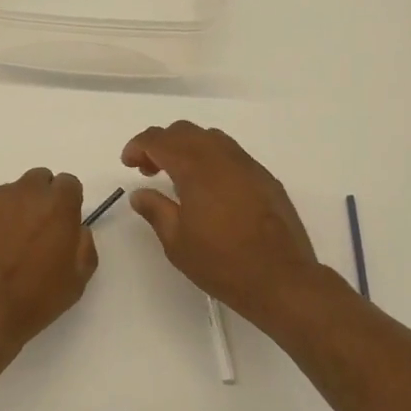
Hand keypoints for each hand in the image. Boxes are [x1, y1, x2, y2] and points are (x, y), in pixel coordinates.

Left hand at [0, 168, 97, 360]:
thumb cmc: (33, 300)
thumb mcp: (77, 280)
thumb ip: (84, 245)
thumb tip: (76, 229)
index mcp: (57, 204)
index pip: (68, 184)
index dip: (66, 204)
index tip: (60, 225)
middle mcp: (25, 191)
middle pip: (38, 180)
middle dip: (40, 199)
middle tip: (34, 233)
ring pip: (9, 194)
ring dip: (12, 211)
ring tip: (3, 247)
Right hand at [121, 121, 343, 331]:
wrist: (282, 279)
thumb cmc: (223, 263)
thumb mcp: (177, 242)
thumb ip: (156, 210)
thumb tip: (140, 193)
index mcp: (196, 168)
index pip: (159, 140)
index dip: (138, 146)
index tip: (128, 163)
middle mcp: (222, 157)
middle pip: (184, 131)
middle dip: (161, 144)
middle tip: (148, 170)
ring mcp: (248, 165)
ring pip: (210, 138)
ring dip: (187, 148)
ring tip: (178, 177)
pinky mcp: (265, 178)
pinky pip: (231, 154)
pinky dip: (211, 159)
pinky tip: (209, 188)